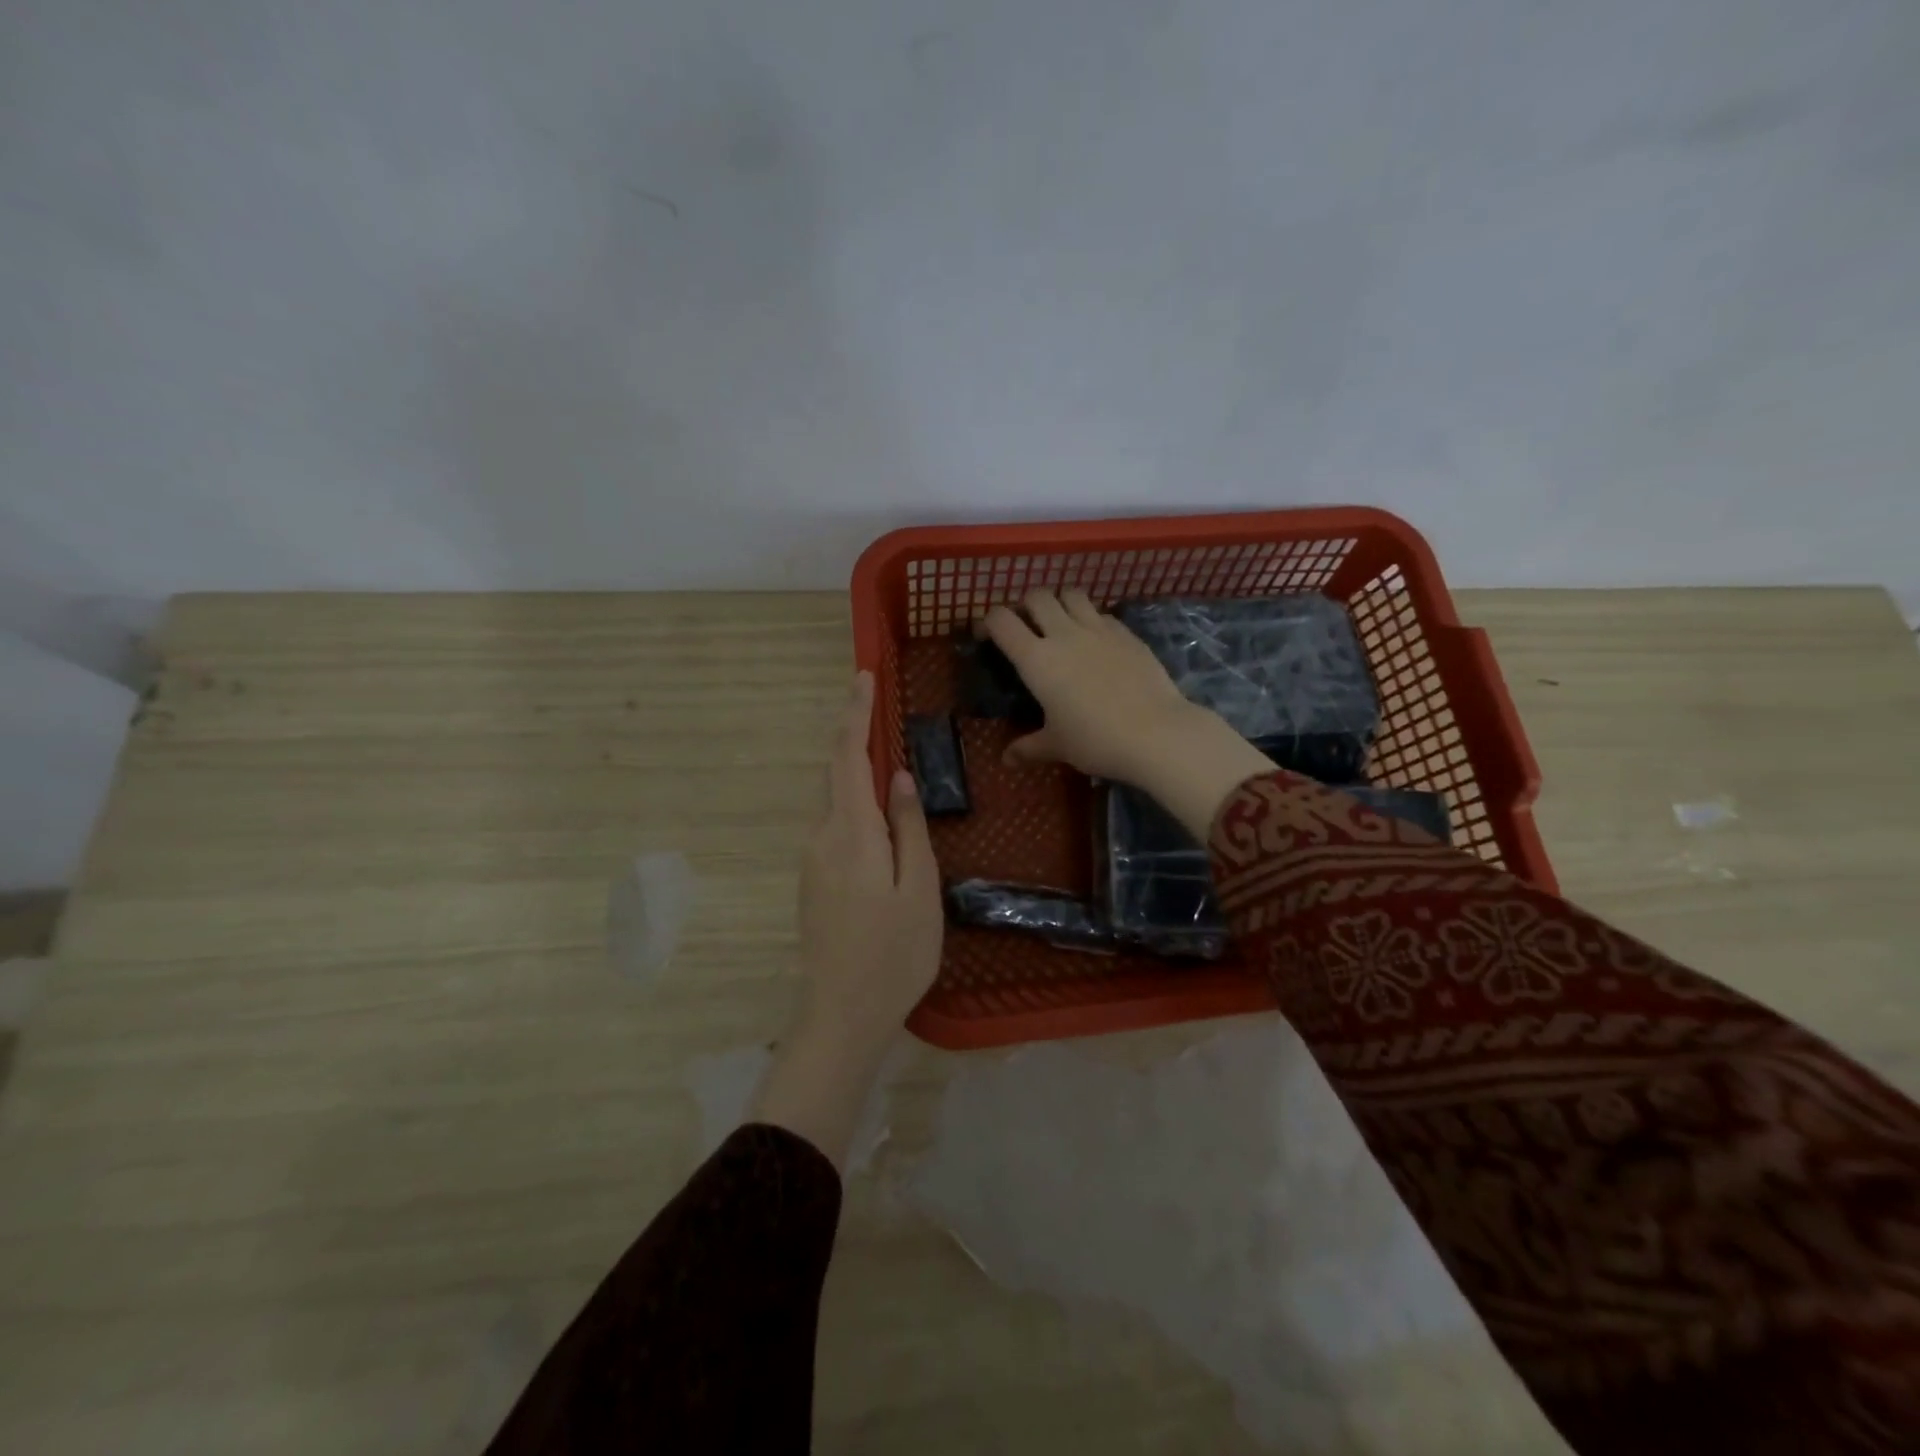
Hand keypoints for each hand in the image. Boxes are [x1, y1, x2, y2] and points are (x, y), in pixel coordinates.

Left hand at [755, 671, 941, 1168]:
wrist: (841, 1016)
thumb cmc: (894, 955)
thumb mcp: (919, 890)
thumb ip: (909, 829)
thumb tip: (900, 778)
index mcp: (852, 834)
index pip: (848, 758)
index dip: (855, 714)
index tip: (862, 676)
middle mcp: (822, 838)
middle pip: (836, 774)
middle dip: (853, 734)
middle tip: (875, 703)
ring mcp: (812, 861)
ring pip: (835, 801)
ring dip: (854, 771)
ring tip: (885, 754)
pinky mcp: (813, 881)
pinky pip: (835, 826)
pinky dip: (853, 803)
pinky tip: (877, 815)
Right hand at [980, 589, 1276, 841]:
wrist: (1156, 733)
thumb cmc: (1096, 740)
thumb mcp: (1057, 745)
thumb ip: (1028, 747)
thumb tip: (1006, 760)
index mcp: (1036, 659)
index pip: (1001, 620)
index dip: (988, 622)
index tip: (986, 636)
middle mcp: (1064, 634)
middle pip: (1037, 596)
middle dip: (1025, 606)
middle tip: (1027, 628)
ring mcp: (1098, 629)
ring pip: (1071, 594)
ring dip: (1060, 603)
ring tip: (1061, 625)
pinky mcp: (1127, 633)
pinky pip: (1102, 613)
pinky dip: (1091, 619)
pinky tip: (1096, 642)